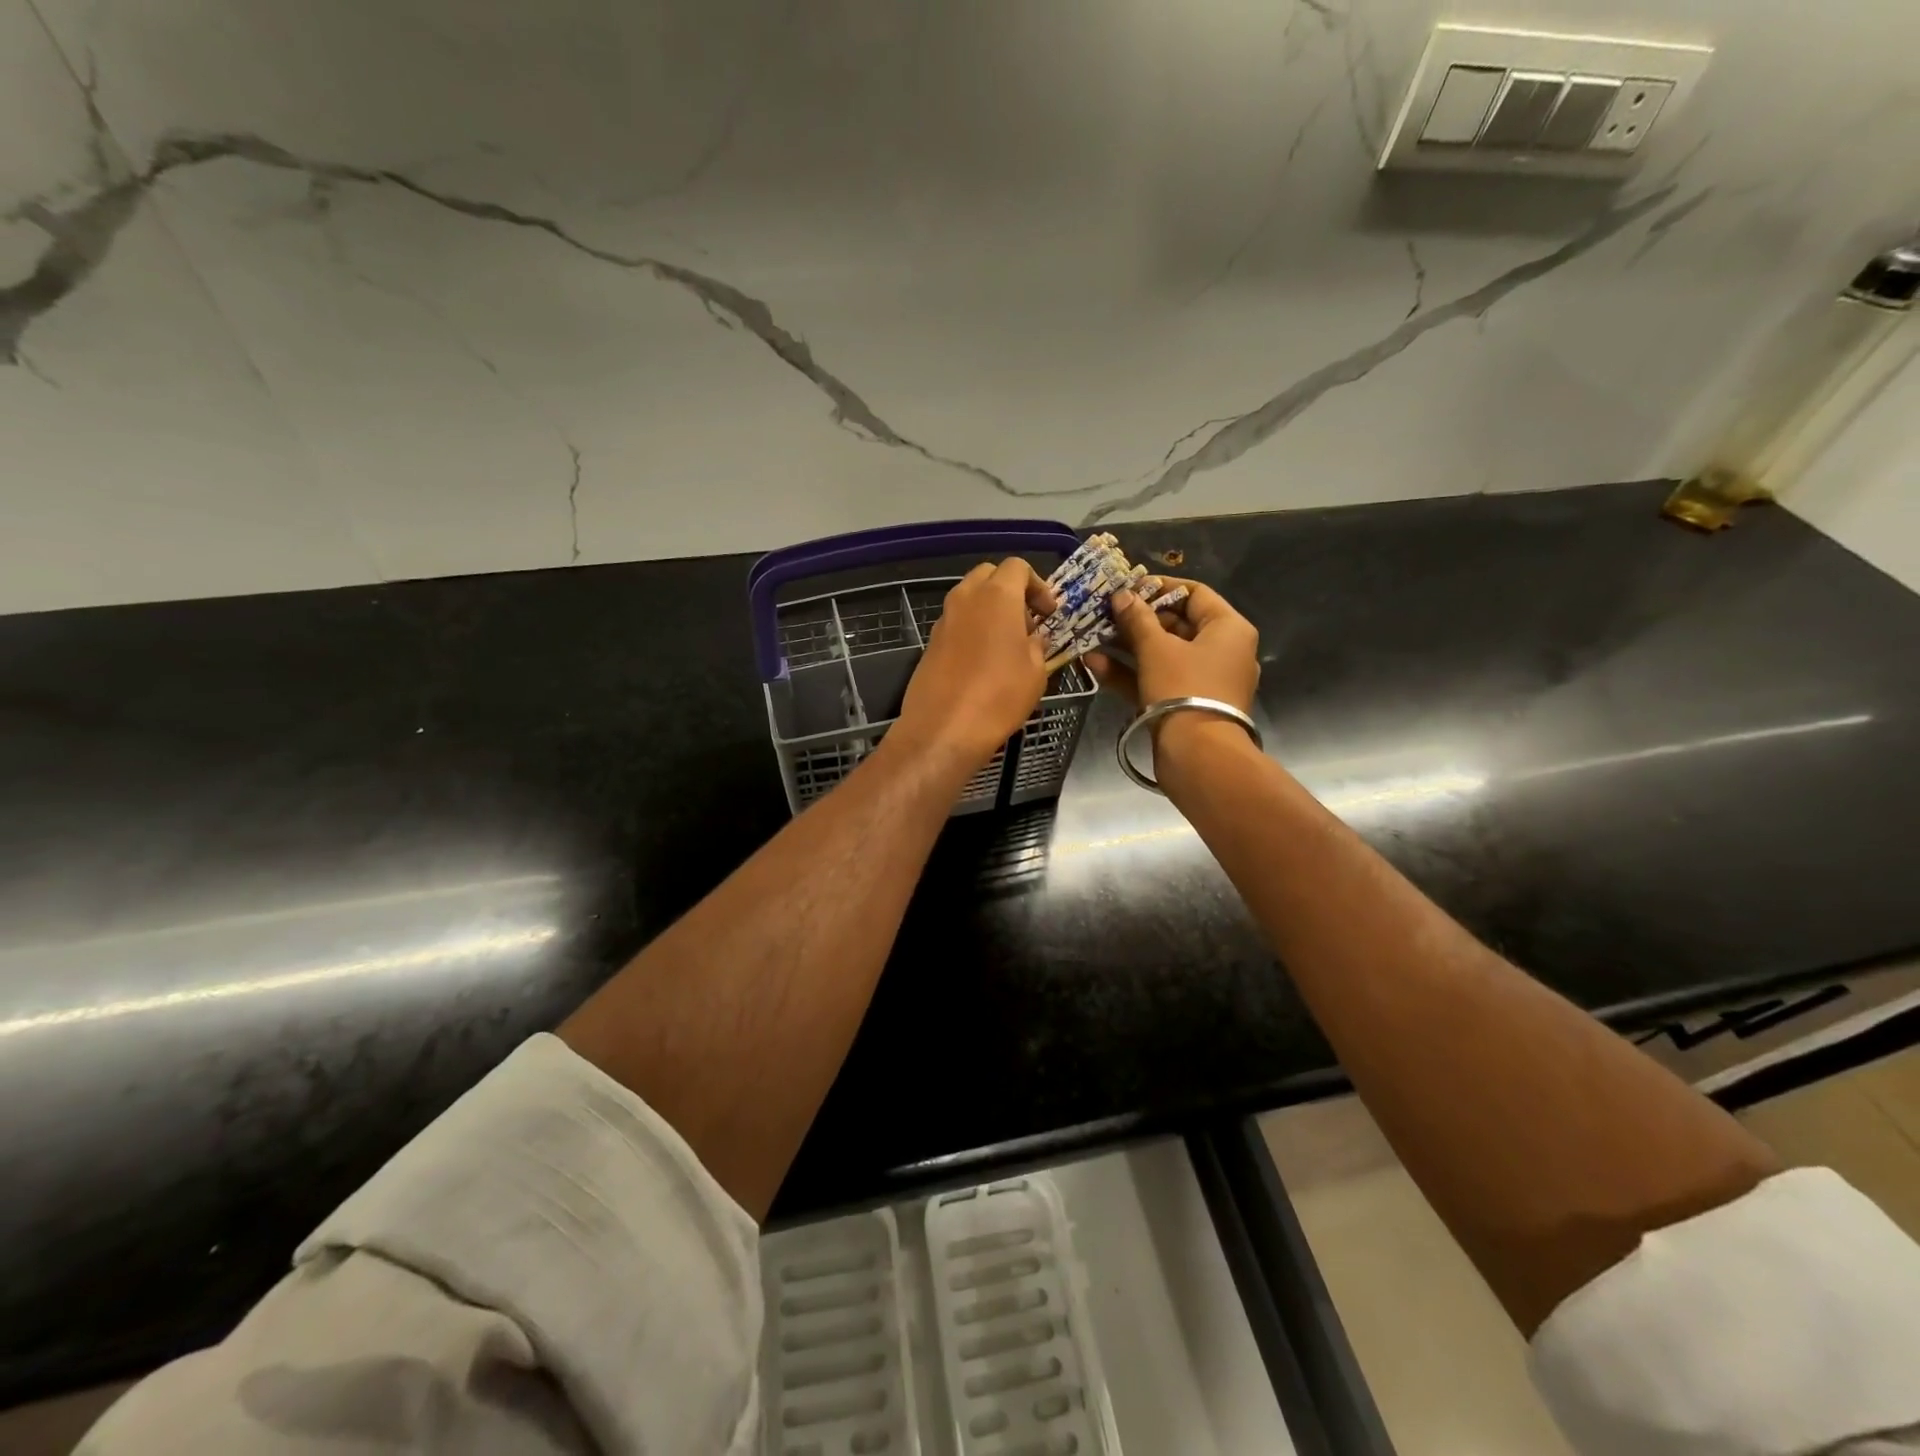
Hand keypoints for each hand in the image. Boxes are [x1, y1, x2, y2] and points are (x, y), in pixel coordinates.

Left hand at [894, 558, 1056, 769]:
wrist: (944, 729)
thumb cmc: (999, 696)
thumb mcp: (1036, 671)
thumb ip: (1038, 645)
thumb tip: (1033, 638)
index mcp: (996, 596)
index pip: (1017, 567)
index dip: (1038, 585)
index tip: (1049, 613)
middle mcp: (966, 598)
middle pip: (989, 575)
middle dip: (1011, 591)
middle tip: (1028, 622)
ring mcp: (944, 619)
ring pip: (970, 598)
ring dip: (990, 610)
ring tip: (1008, 644)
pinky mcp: (931, 642)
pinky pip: (957, 623)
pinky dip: (973, 629)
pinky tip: (984, 662)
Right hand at [1086, 578, 1259, 713]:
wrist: (1198, 755)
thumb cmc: (1183, 688)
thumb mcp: (1156, 648)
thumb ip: (1137, 619)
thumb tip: (1122, 596)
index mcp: (1228, 629)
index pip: (1195, 593)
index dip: (1160, 587)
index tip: (1128, 586)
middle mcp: (1223, 651)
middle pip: (1177, 625)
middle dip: (1137, 620)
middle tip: (1105, 612)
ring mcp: (1204, 681)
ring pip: (1163, 655)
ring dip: (1127, 647)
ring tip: (1093, 636)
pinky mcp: (1187, 705)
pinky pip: (1159, 680)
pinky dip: (1131, 673)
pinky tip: (1095, 665)